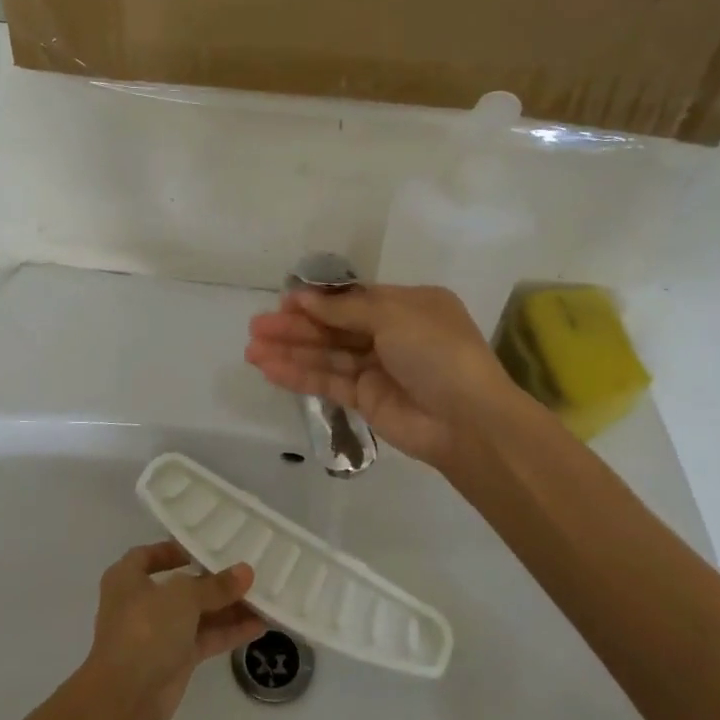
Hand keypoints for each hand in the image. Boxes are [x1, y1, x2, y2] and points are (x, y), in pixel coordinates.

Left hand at [76, 541, 264, 719]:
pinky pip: (207, 638)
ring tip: (263, 595)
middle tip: (247, 570)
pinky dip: (230, 632)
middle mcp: (142, 603)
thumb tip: (246, 571)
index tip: (204, 547)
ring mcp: (159, 633)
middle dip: (213, 581)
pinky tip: (259, 624)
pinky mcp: (176, 659)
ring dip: (228, 607)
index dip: (174, 550)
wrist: (126, 698)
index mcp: (128, 578)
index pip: (149, 555)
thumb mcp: (183, 597)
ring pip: (198, 614)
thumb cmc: (145, 629)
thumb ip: (216, 586)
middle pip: (181, 586)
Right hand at [245, 284, 517, 467]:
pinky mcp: (366, 400)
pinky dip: (300, 375)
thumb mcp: (394, 316)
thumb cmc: (437, 352)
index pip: (354, 299)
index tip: (284, 301)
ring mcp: (378, 369)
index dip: (318, 300)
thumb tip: (305, 298)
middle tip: (256, 327)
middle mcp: (392, 334)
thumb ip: (345, 308)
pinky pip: (329, 382)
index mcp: (408, 306)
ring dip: (291, 351)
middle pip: (335, 326)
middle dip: (296, 326)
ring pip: (327, 355)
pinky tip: (269, 369)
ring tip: (251, 349)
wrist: (468, 421)